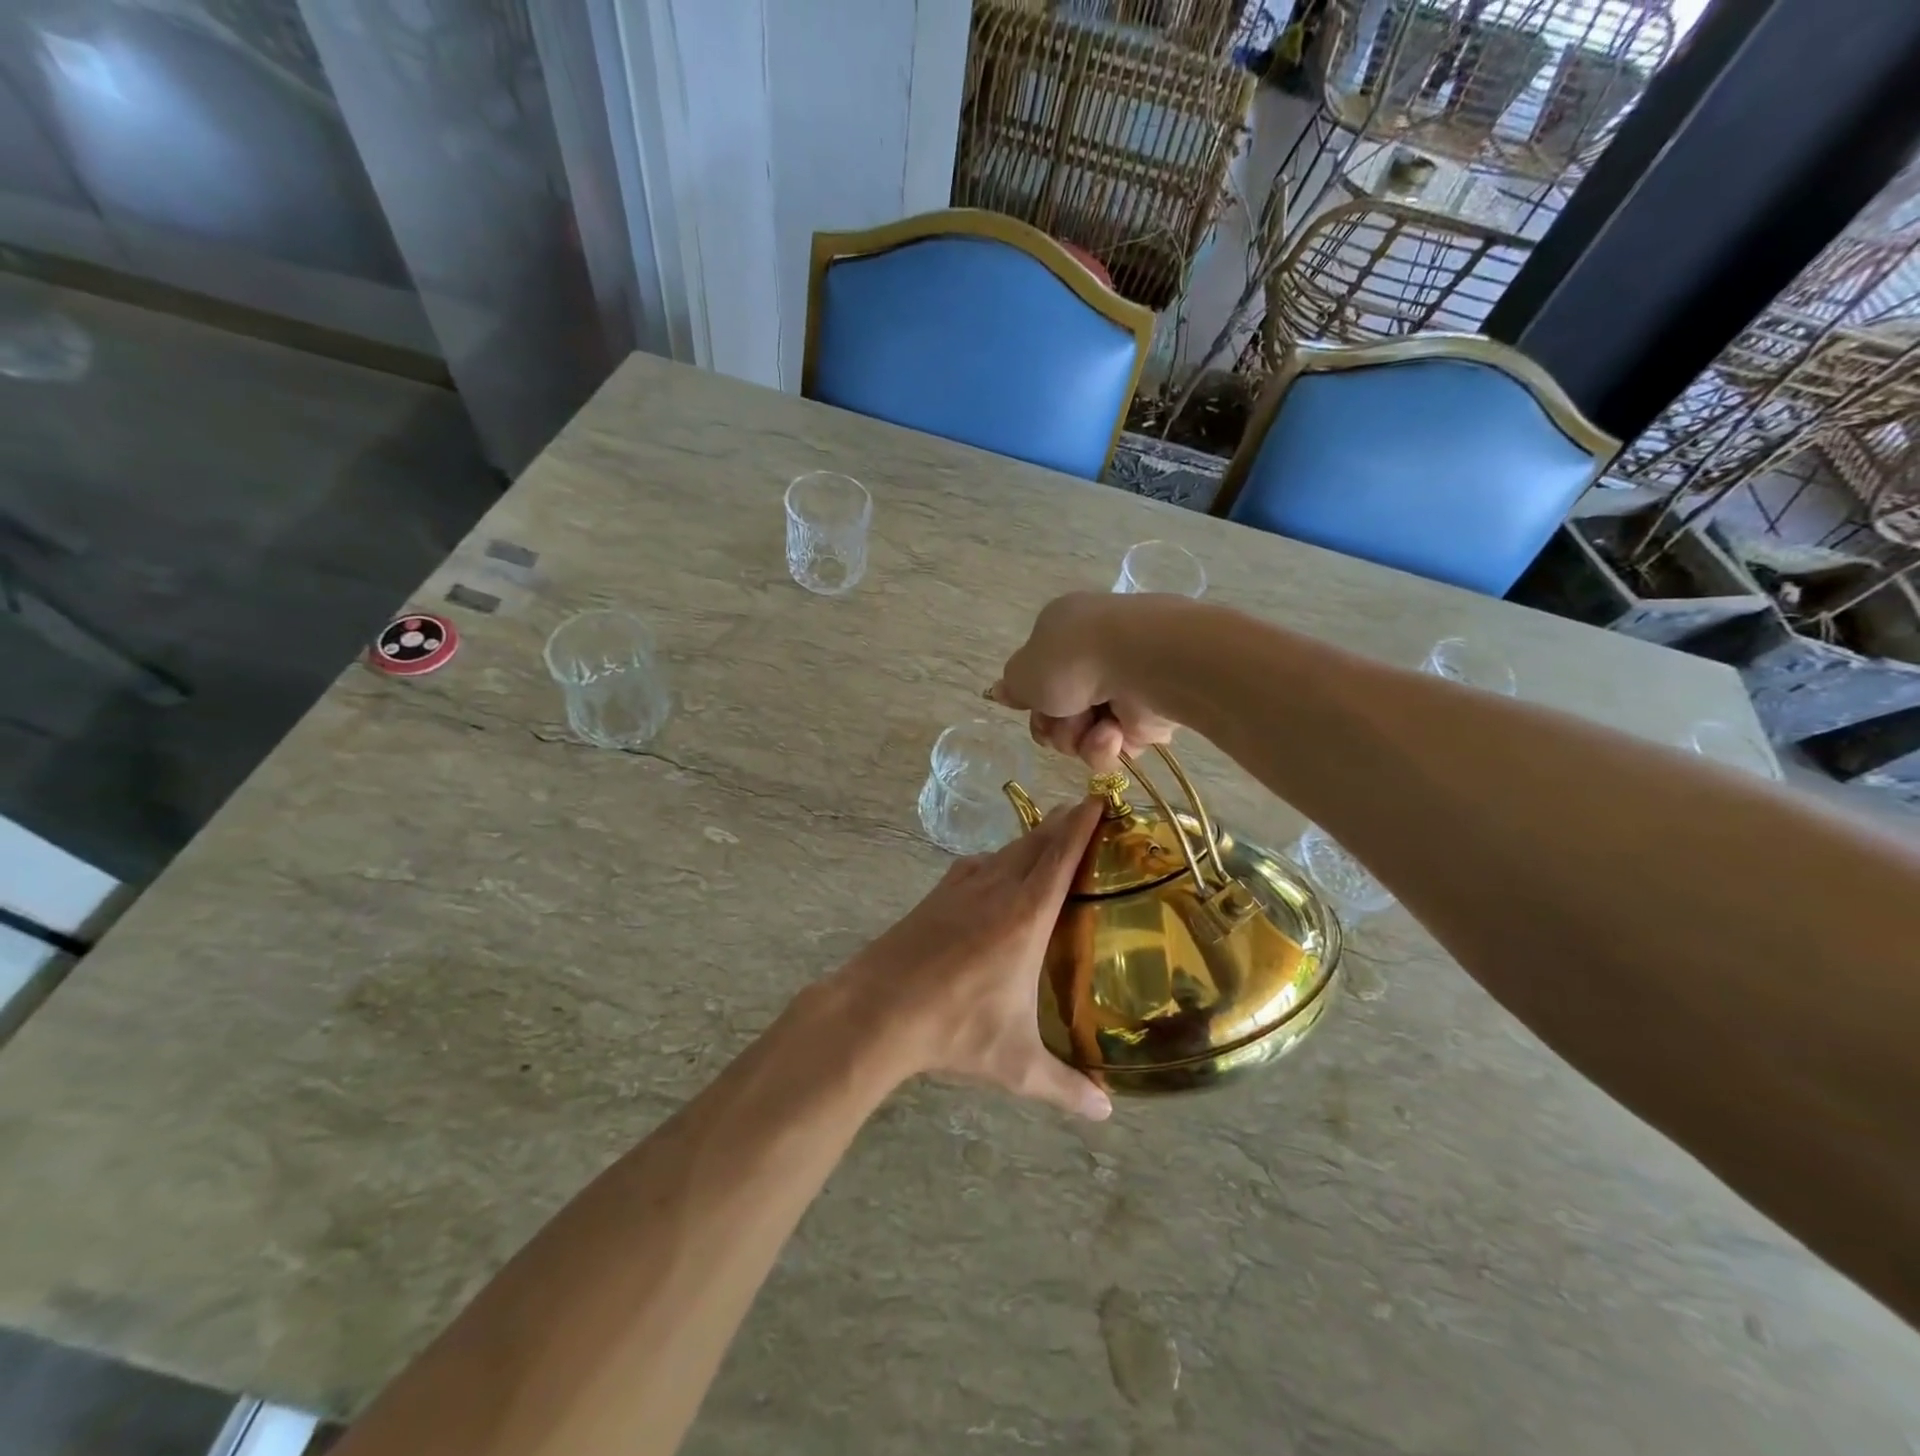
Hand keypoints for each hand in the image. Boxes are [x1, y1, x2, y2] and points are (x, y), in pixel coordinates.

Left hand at [835, 798, 1111, 1120]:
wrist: (876, 1010)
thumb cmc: (954, 1030)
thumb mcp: (1015, 1064)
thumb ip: (1064, 1087)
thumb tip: (1106, 1113)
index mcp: (1026, 916)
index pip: (1062, 855)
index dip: (1083, 824)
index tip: (1100, 798)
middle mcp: (997, 889)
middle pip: (1036, 842)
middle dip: (1062, 824)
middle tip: (1084, 814)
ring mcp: (961, 888)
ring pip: (1005, 851)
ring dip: (1030, 839)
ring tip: (1048, 839)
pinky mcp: (935, 896)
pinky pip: (976, 866)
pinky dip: (996, 860)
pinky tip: (995, 875)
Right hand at [990, 592, 1178, 769]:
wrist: (1142, 664)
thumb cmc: (1073, 659)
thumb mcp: (1023, 672)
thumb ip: (1012, 687)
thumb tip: (1000, 691)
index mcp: (1064, 633)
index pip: (1039, 678)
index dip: (1032, 700)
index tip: (1031, 707)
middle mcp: (1094, 657)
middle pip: (1058, 712)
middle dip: (1055, 726)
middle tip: (1059, 721)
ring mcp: (1123, 686)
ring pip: (1083, 734)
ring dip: (1079, 739)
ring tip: (1094, 728)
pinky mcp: (1148, 716)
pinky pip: (1115, 746)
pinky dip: (1108, 745)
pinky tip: (1114, 733)